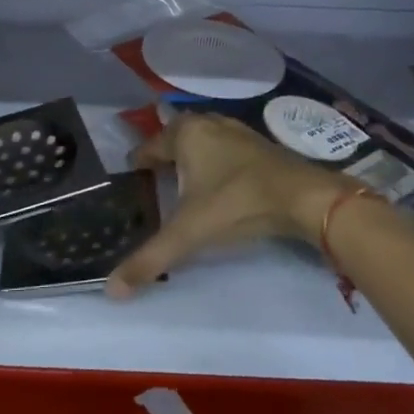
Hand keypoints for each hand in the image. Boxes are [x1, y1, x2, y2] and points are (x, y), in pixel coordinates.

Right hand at [106, 112, 347, 297]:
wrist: (303, 196)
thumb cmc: (236, 203)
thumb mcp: (188, 233)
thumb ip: (149, 259)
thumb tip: (111, 291)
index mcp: (184, 133)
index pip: (148, 147)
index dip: (137, 166)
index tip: (131, 185)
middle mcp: (207, 123)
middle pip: (174, 138)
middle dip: (163, 157)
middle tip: (153, 185)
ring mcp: (235, 130)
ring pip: (201, 141)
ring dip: (190, 158)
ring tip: (182, 184)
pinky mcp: (258, 144)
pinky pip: (223, 148)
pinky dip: (214, 162)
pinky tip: (217, 184)